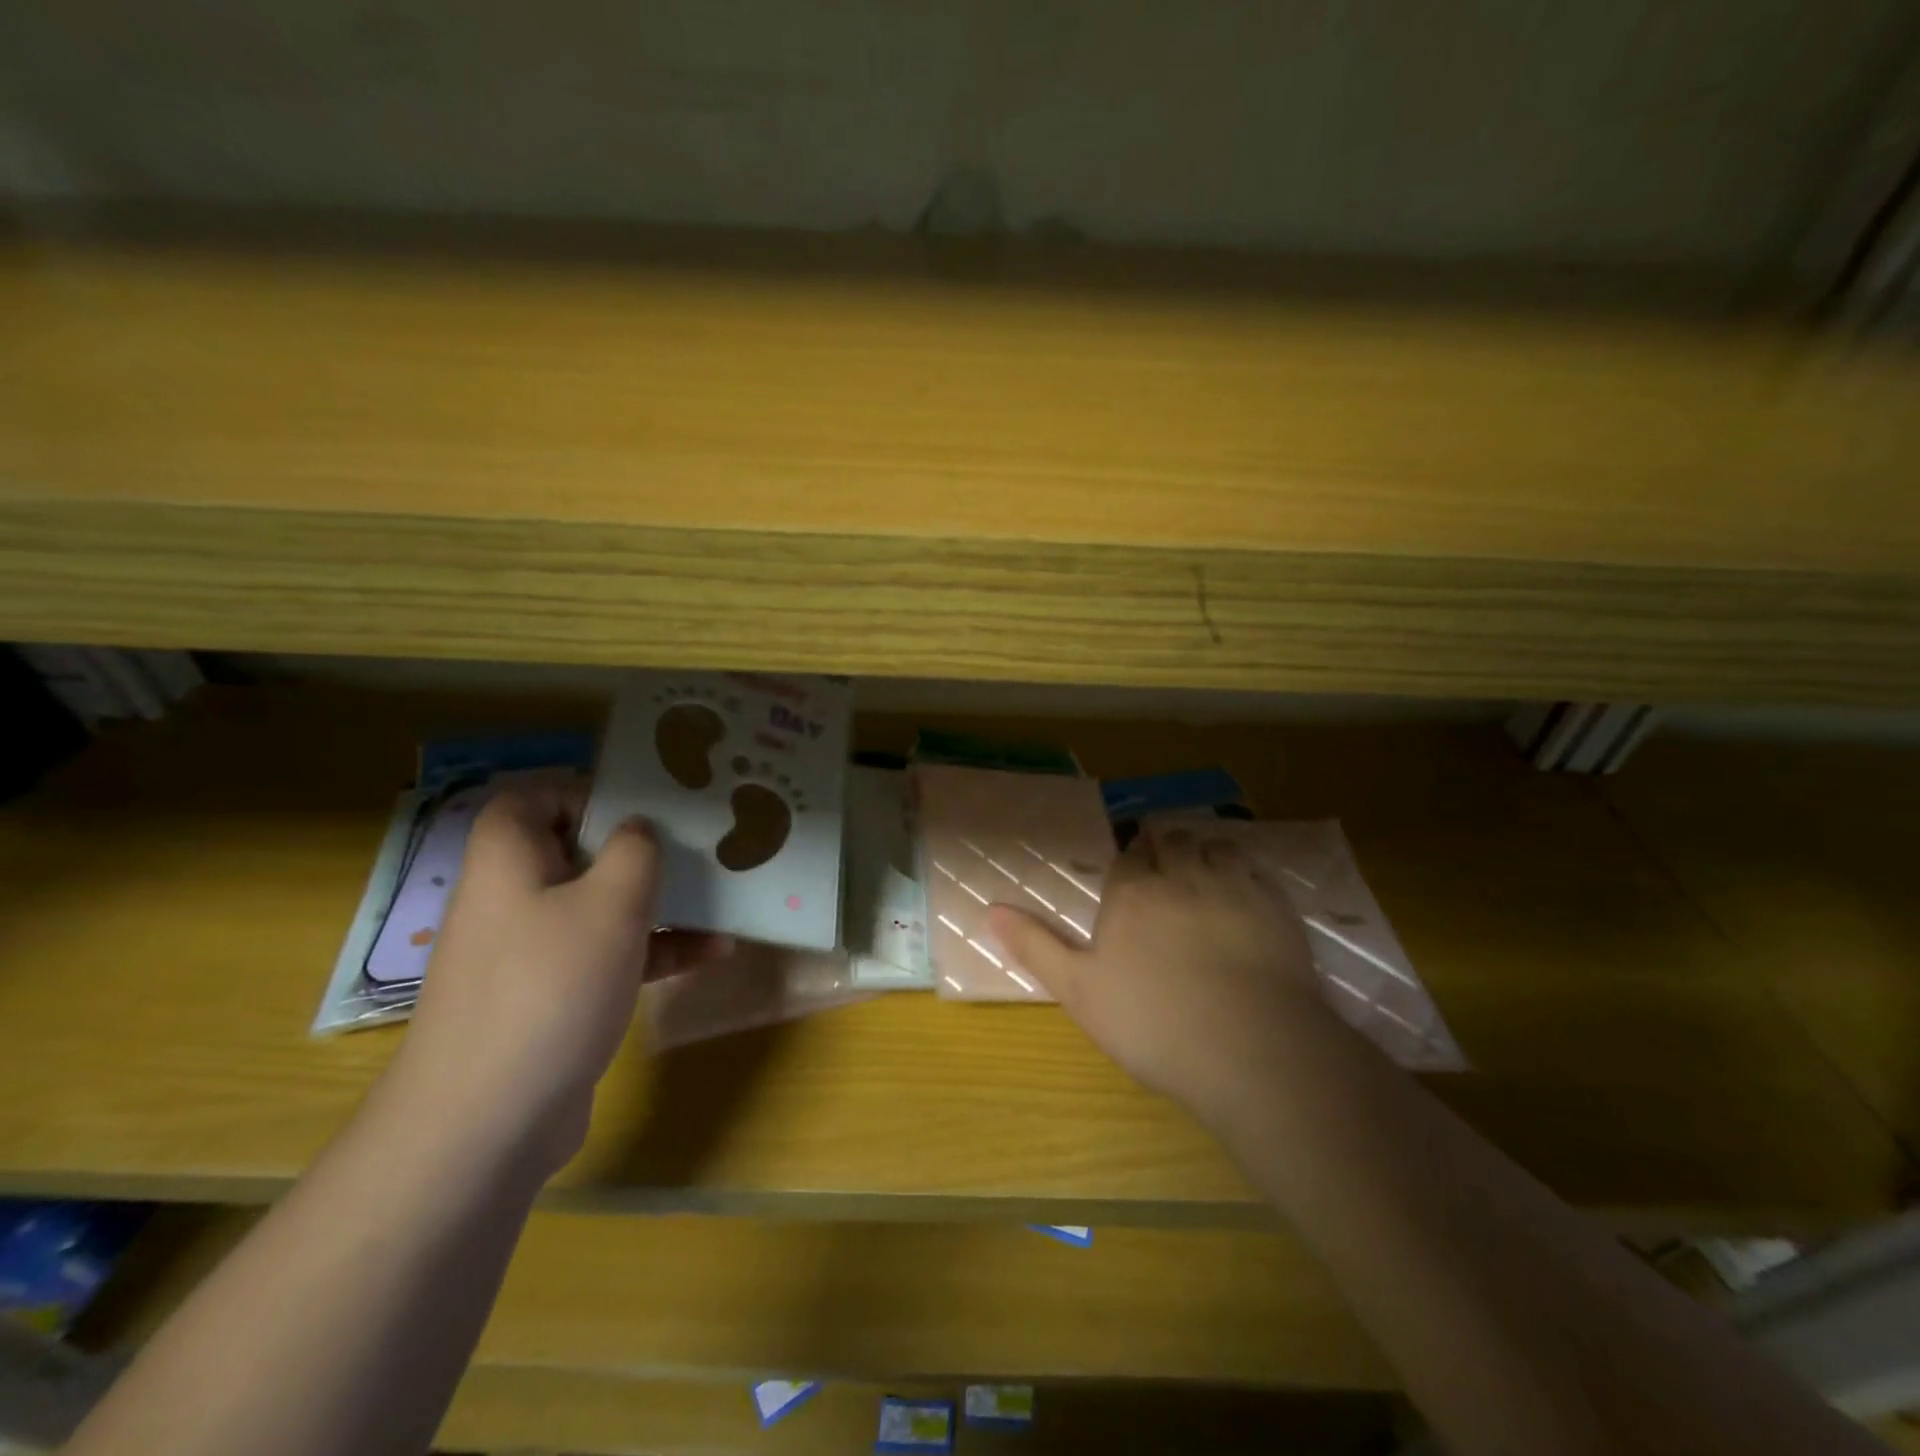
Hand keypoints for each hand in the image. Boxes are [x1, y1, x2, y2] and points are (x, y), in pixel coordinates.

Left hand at [391, 780, 724, 1173]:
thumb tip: (638, 830)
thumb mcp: (610, 903)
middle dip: (641, 849)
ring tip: (721, 897)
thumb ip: (634, 850)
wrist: (488, 1122)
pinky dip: (654, 950)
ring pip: (600, 905)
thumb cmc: (550, 987)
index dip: (585, 792)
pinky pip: (607, 955)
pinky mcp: (553, 997)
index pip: (531, 798)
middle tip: (696, 846)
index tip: (644, 806)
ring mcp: (531, 952)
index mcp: (509, 861)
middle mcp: (513, 899)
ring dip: (660, 902)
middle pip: (577, 851)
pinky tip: (714, 953)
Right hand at [987, 823, 1326, 1126]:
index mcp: (1132, 893)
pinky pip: (1254, 867)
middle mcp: (1180, 875)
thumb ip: (1035, 945)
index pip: (1129, 858)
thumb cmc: (1154, 1023)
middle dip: (1164, 847)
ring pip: (1213, 846)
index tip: (1132, 873)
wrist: (1251, 1049)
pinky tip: (1242, 890)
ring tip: (1200, 871)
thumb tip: (990, 908)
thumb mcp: (1080, 991)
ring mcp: (1232, 886)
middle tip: (1165, 869)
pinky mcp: (1275, 905)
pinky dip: (1243, 869)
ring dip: (1202, 851)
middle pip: (1171, 842)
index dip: (1131, 861)